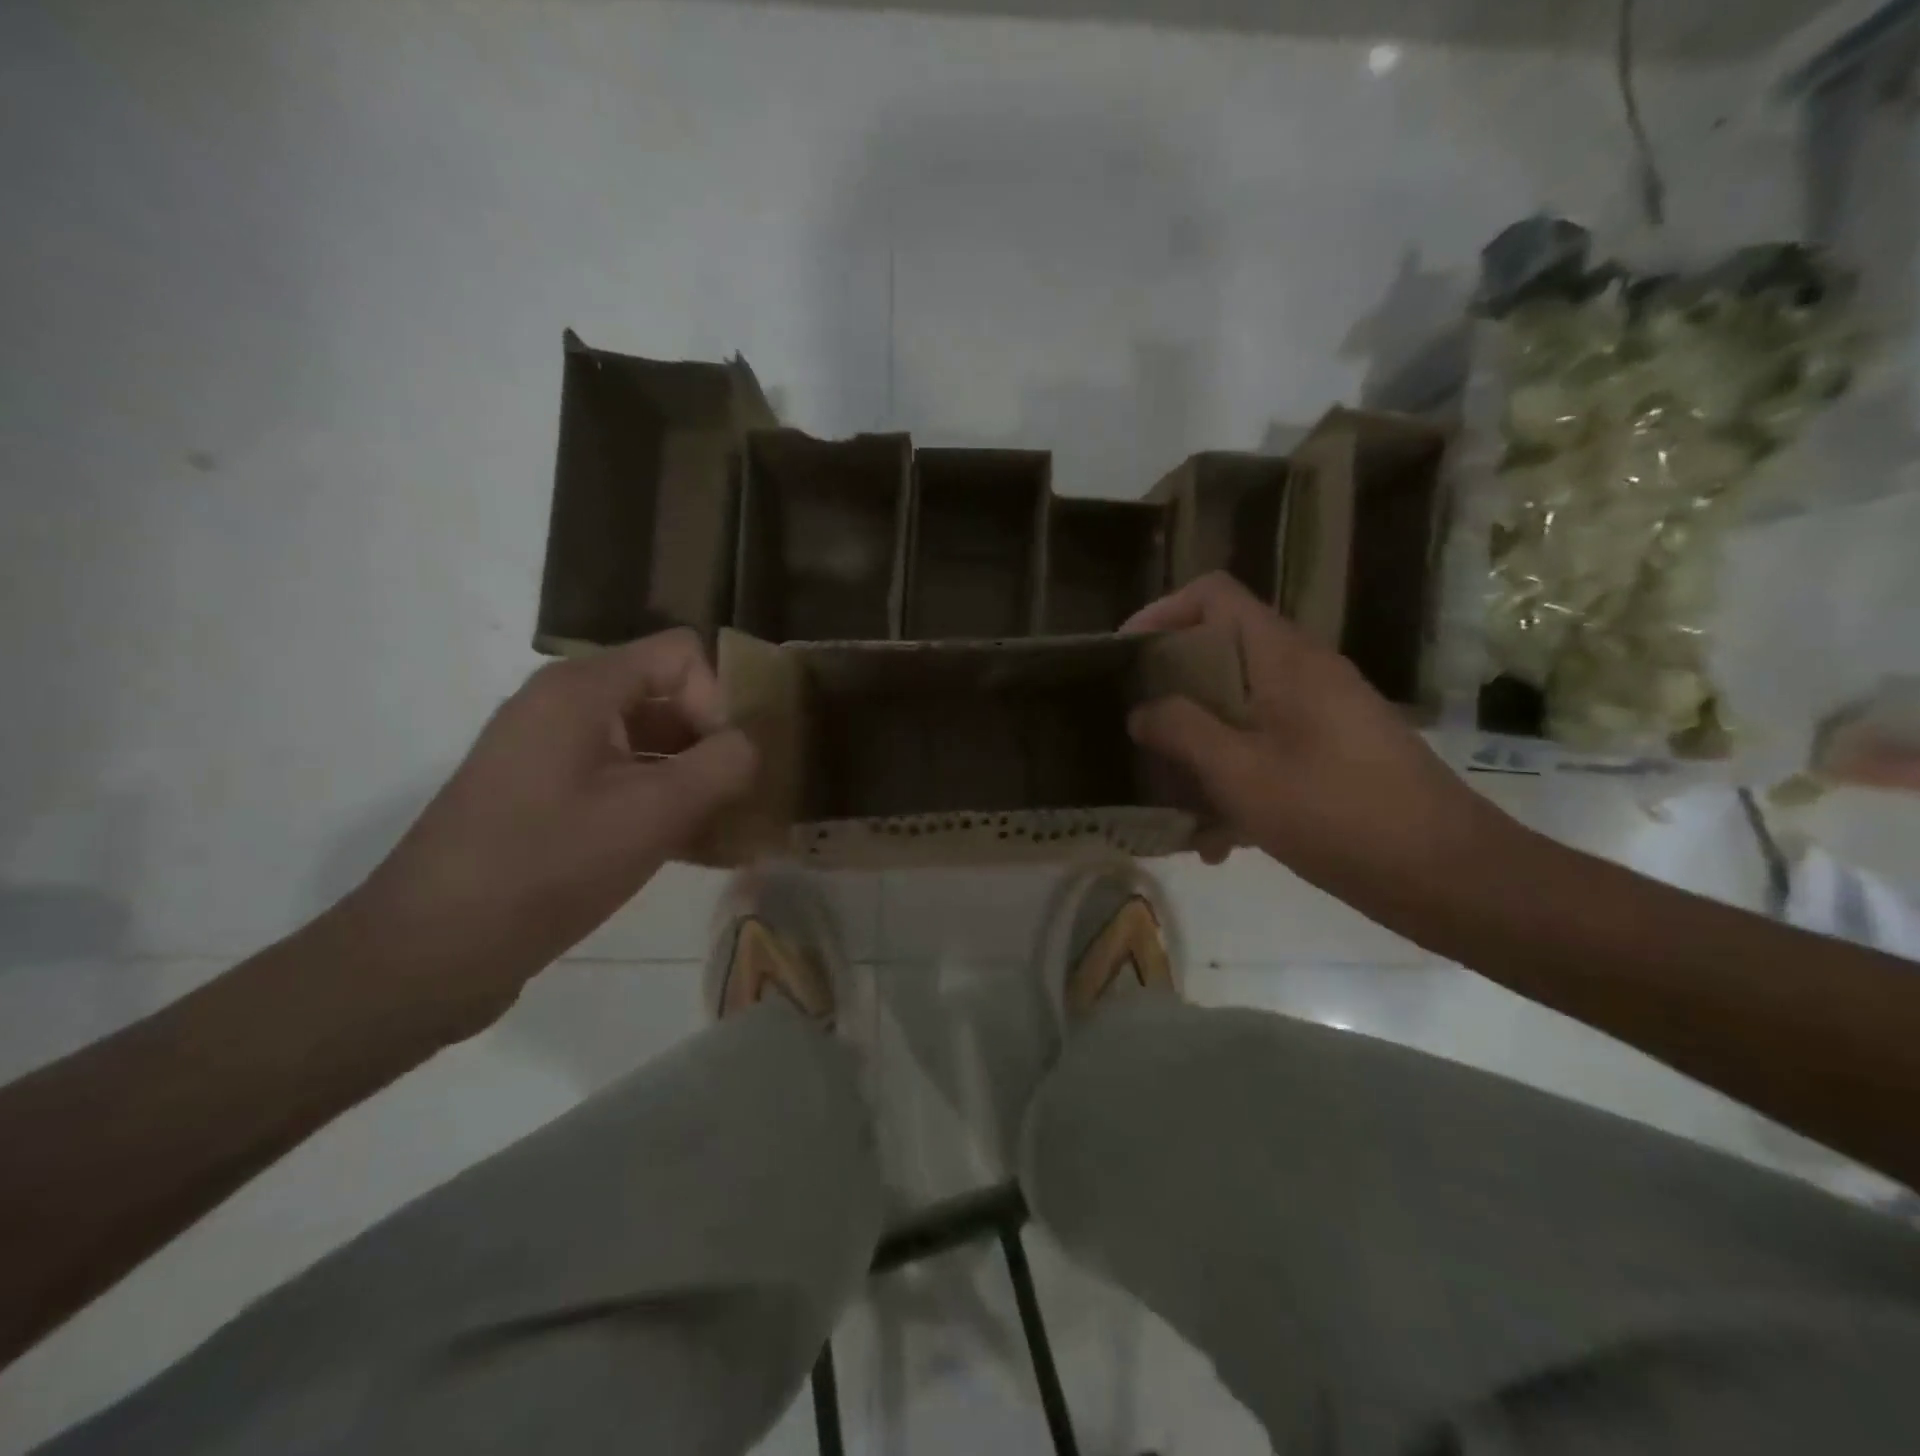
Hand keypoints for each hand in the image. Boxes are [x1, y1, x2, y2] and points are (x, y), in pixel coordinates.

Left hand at [346, 630, 755, 1026]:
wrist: (428, 953)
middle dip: (712, 745)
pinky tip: (693, 852)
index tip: (727, 765)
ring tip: (726, 834)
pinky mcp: (543, 799)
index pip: (681, 654)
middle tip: (740, 802)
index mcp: (582, 689)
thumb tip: (750, 744)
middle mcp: (563, 707)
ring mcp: (549, 755)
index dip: (718, 700)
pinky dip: (659, 805)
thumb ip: (721, 766)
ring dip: (692, 782)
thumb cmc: (546, 867)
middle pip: (666, 697)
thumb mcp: (653, 814)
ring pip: (646, 745)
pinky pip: (619, 781)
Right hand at [1125, 573, 1502, 904]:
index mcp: (1284, 658)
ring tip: (1172, 806)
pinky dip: (1235, 784)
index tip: (1126, 656)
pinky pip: (1266, 751)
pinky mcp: (1332, 755)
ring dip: (1199, 753)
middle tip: (1137, 736)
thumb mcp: (1241, 773)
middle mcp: (1303, 674)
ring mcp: (1321, 715)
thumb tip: (1142, 710)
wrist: (1448, 876)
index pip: (1214, 596)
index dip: (1163, 612)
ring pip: (1239, 712)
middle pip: (1220, 656)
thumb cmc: (1336, 813)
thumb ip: (1183, 732)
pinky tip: (1219, 843)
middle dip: (1171, 696)